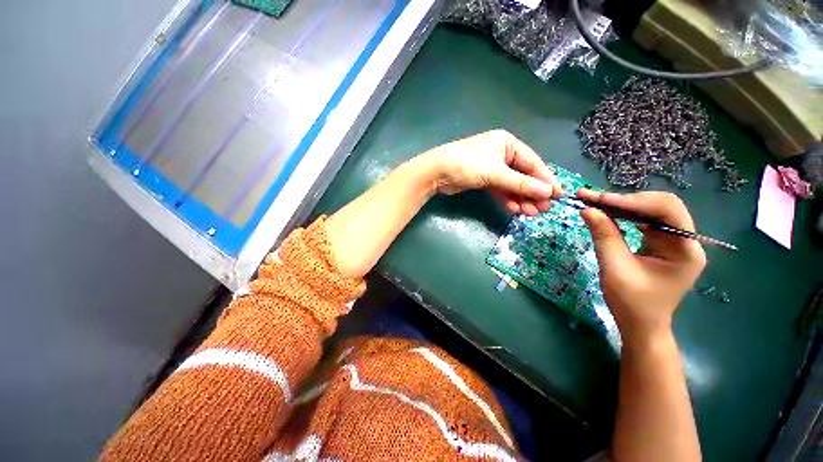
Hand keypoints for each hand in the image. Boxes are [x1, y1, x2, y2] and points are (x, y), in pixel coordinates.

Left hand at [423, 130, 561, 214]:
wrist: (437, 173)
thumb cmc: (467, 166)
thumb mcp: (496, 173)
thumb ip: (520, 183)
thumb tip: (548, 192)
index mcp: (507, 143)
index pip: (532, 162)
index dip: (546, 179)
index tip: (558, 194)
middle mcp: (501, 153)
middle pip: (522, 174)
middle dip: (533, 192)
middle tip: (544, 209)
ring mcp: (491, 167)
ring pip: (511, 184)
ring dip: (520, 198)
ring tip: (531, 213)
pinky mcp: (482, 179)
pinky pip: (499, 189)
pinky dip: (507, 198)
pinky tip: (515, 209)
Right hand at [578, 190, 706, 344]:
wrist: (640, 325)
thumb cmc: (632, 303)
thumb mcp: (615, 268)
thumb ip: (604, 236)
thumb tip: (587, 209)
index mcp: (686, 250)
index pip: (667, 211)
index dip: (633, 201)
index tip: (600, 199)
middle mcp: (686, 241)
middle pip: (660, 206)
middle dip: (626, 200)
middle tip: (592, 198)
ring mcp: (674, 242)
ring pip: (651, 210)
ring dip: (622, 205)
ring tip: (594, 202)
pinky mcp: (661, 244)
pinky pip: (643, 220)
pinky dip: (623, 214)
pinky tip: (606, 213)